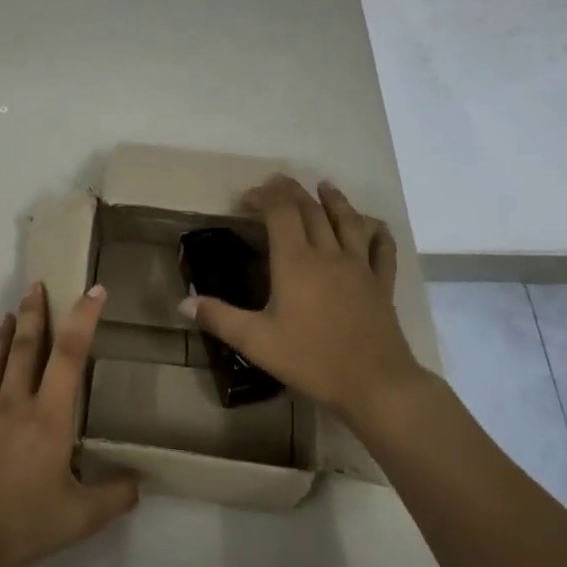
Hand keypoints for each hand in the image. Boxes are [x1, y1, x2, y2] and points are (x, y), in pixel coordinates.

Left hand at [0, 281, 138, 566]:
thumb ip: (116, 496)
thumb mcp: (81, 518)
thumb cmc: (23, 526)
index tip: (94, 291)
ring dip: (0, 338)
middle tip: (36, 285)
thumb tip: (139, 481)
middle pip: (26, 349)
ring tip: (7, 316)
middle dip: (34, 314)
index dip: (84, 319)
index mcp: (48, 418)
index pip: (70, 356)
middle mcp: (13, 405)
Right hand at [181, 176, 423, 418]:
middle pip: (312, 211)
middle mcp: (329, 255)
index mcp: (296, 263)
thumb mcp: (256, 342)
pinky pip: (382, 250)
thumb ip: (219, 319)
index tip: (248, 197)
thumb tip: (184, 301)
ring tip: (325, 186)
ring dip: (335, 200)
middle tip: (277, 183)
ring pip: (348, 222)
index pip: (281, 213)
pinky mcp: (382, 285)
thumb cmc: (311, 360)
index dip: (265, 197)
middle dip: (292, 192)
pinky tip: (374, 226)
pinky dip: (377, 232)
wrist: (375, 384)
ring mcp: (360, 267)